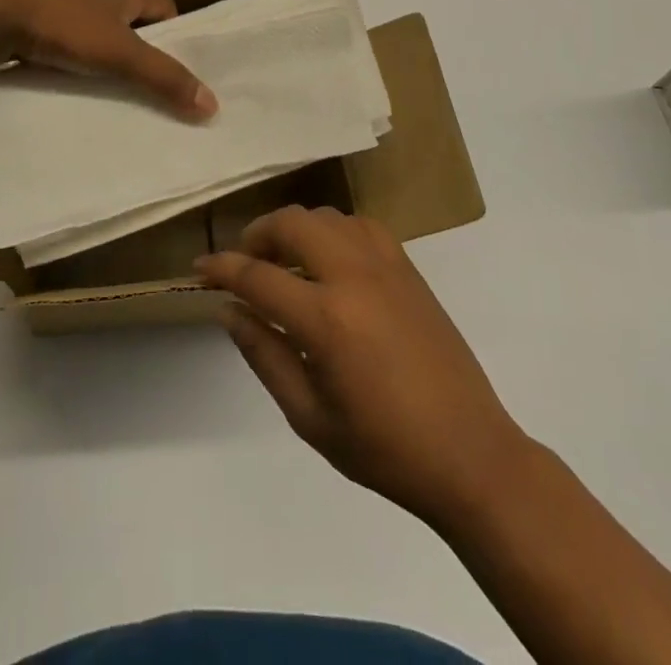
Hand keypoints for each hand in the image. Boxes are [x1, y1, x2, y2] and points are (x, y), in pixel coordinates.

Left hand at [0, 0, 217, 118]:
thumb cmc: (61, 20)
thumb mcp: (119, 51)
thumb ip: (163, 77)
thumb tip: (213, 104)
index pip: (166, 9)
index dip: (180, 36)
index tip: (188, 72)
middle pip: (133, 29)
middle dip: (146, 60)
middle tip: (162, 101)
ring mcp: (62, 13)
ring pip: (98, 45)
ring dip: (110, 71)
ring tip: (124, 110)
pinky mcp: (35, 31)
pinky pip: (68, 56)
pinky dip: (77, 76)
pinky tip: (79, 103)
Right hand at [197, 205, 530, 530]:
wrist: (470, 453)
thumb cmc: (384, 448)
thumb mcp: (309, 417)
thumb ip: (264, 355)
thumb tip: (228, 310)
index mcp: (326, 319)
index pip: (258, 275)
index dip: (222, 268)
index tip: (200, 268)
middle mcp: (353, 276)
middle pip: (291, 223)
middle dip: (257, 235)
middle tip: (244, 263)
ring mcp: (386, 266)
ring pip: (325, 217)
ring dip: (294, 228)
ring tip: (284, 260)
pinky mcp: (409, 268)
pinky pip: (360, 225)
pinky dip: (333, 230)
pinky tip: (329, 259)